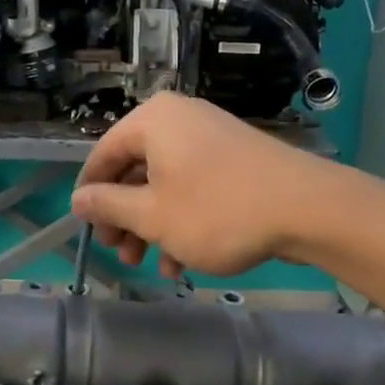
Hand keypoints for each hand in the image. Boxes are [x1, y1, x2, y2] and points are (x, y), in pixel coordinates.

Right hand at [69, 93, 332, 278]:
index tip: (88, 230)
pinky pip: (195, 186)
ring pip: (166, 184)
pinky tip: (184, 261)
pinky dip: (183, 220)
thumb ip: (109, 205)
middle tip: (123, 254)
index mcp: (152, 121)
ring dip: (154, 226)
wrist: (307, 208)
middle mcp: (179, 119)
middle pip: (135, 170)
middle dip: (126, 218)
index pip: (103, 155)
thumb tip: (77, 199)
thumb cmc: (217, 211)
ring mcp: (211, 137)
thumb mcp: (153, 215)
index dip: (91, 195)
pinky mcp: (235, 159)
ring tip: (152, 265)